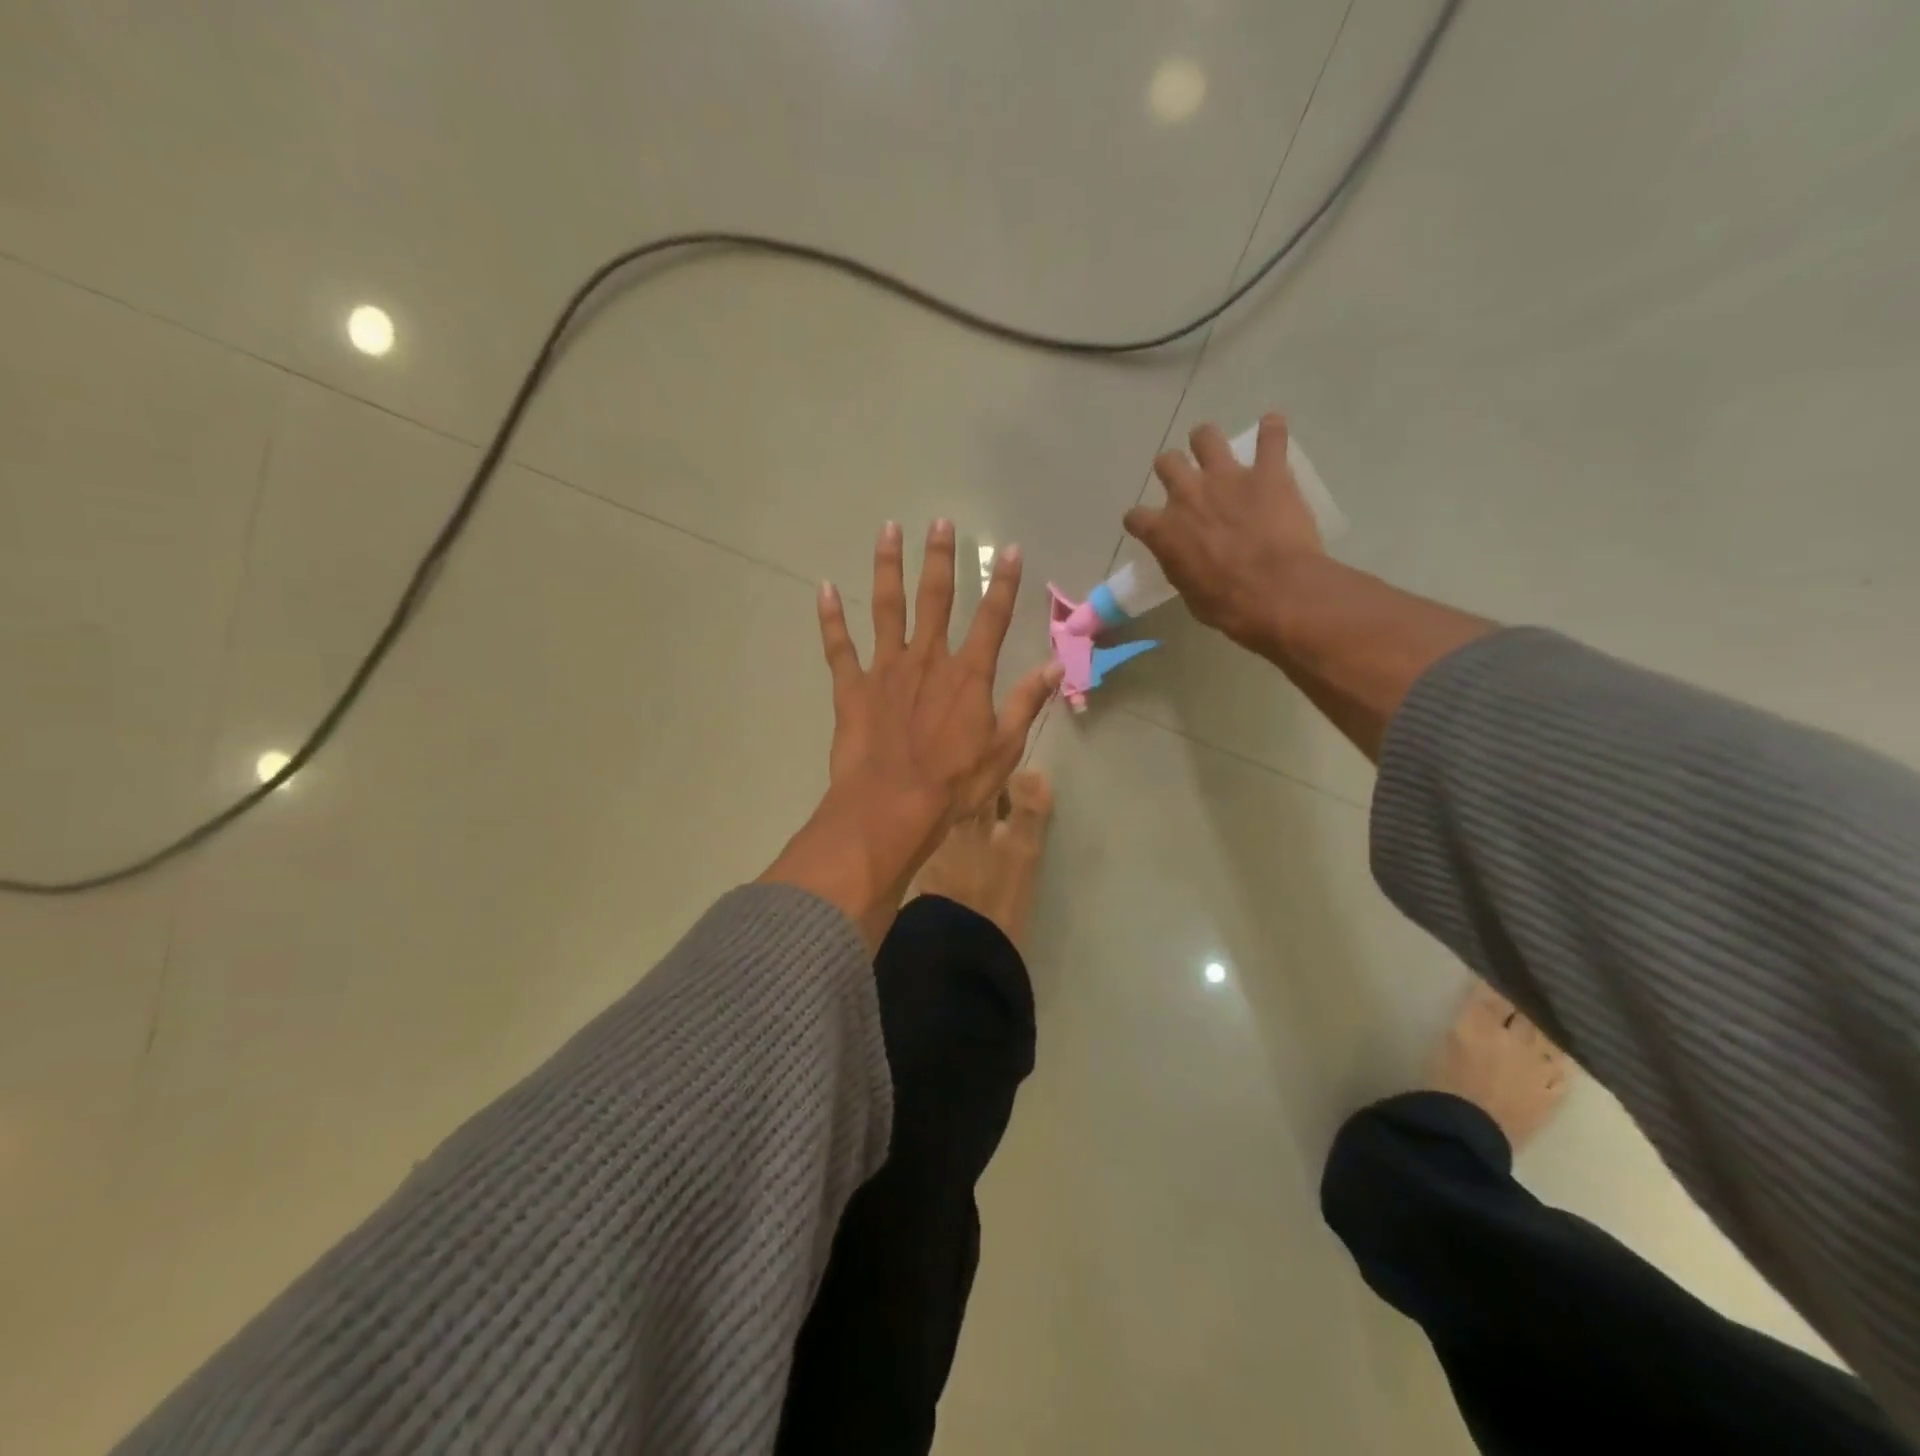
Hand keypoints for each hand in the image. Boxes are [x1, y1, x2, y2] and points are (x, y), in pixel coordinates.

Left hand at [761, 520, 1060, 949]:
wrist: (891, 808)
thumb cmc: (953, 785)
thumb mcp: (1003, 749)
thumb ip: (1026, 703)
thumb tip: (1055, 667)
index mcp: (968, 675)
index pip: (992, 618)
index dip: (1004, 583)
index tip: (1009, 549)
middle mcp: (927, 659)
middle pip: (935, 598)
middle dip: (940, 558)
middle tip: (940, 521)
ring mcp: (886, 669)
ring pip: (887, 607)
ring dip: (888, 568)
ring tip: (888, 530)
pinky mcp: (852, 687)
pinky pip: (839, 646)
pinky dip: (831, 617)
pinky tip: (824, 588)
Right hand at [1123, 413, 1323, 649]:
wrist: (1276, 592)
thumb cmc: (1227, 605)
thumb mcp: (1190, 594)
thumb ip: (1183, 568)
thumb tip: (1189, 563)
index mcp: (1163, 531)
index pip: (1135, 517)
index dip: (1141, 521)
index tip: (1148, 526)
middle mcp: (1187, 495)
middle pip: (1167, 463)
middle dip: (1172, 469)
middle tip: (1185, 481)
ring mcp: (1228, 478)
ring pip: (1206, 437)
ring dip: (1207, 441)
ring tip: (1215, 449)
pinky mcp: (1268, 473)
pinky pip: (1271, 438)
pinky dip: (1272, 431)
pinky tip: (1273, 428)